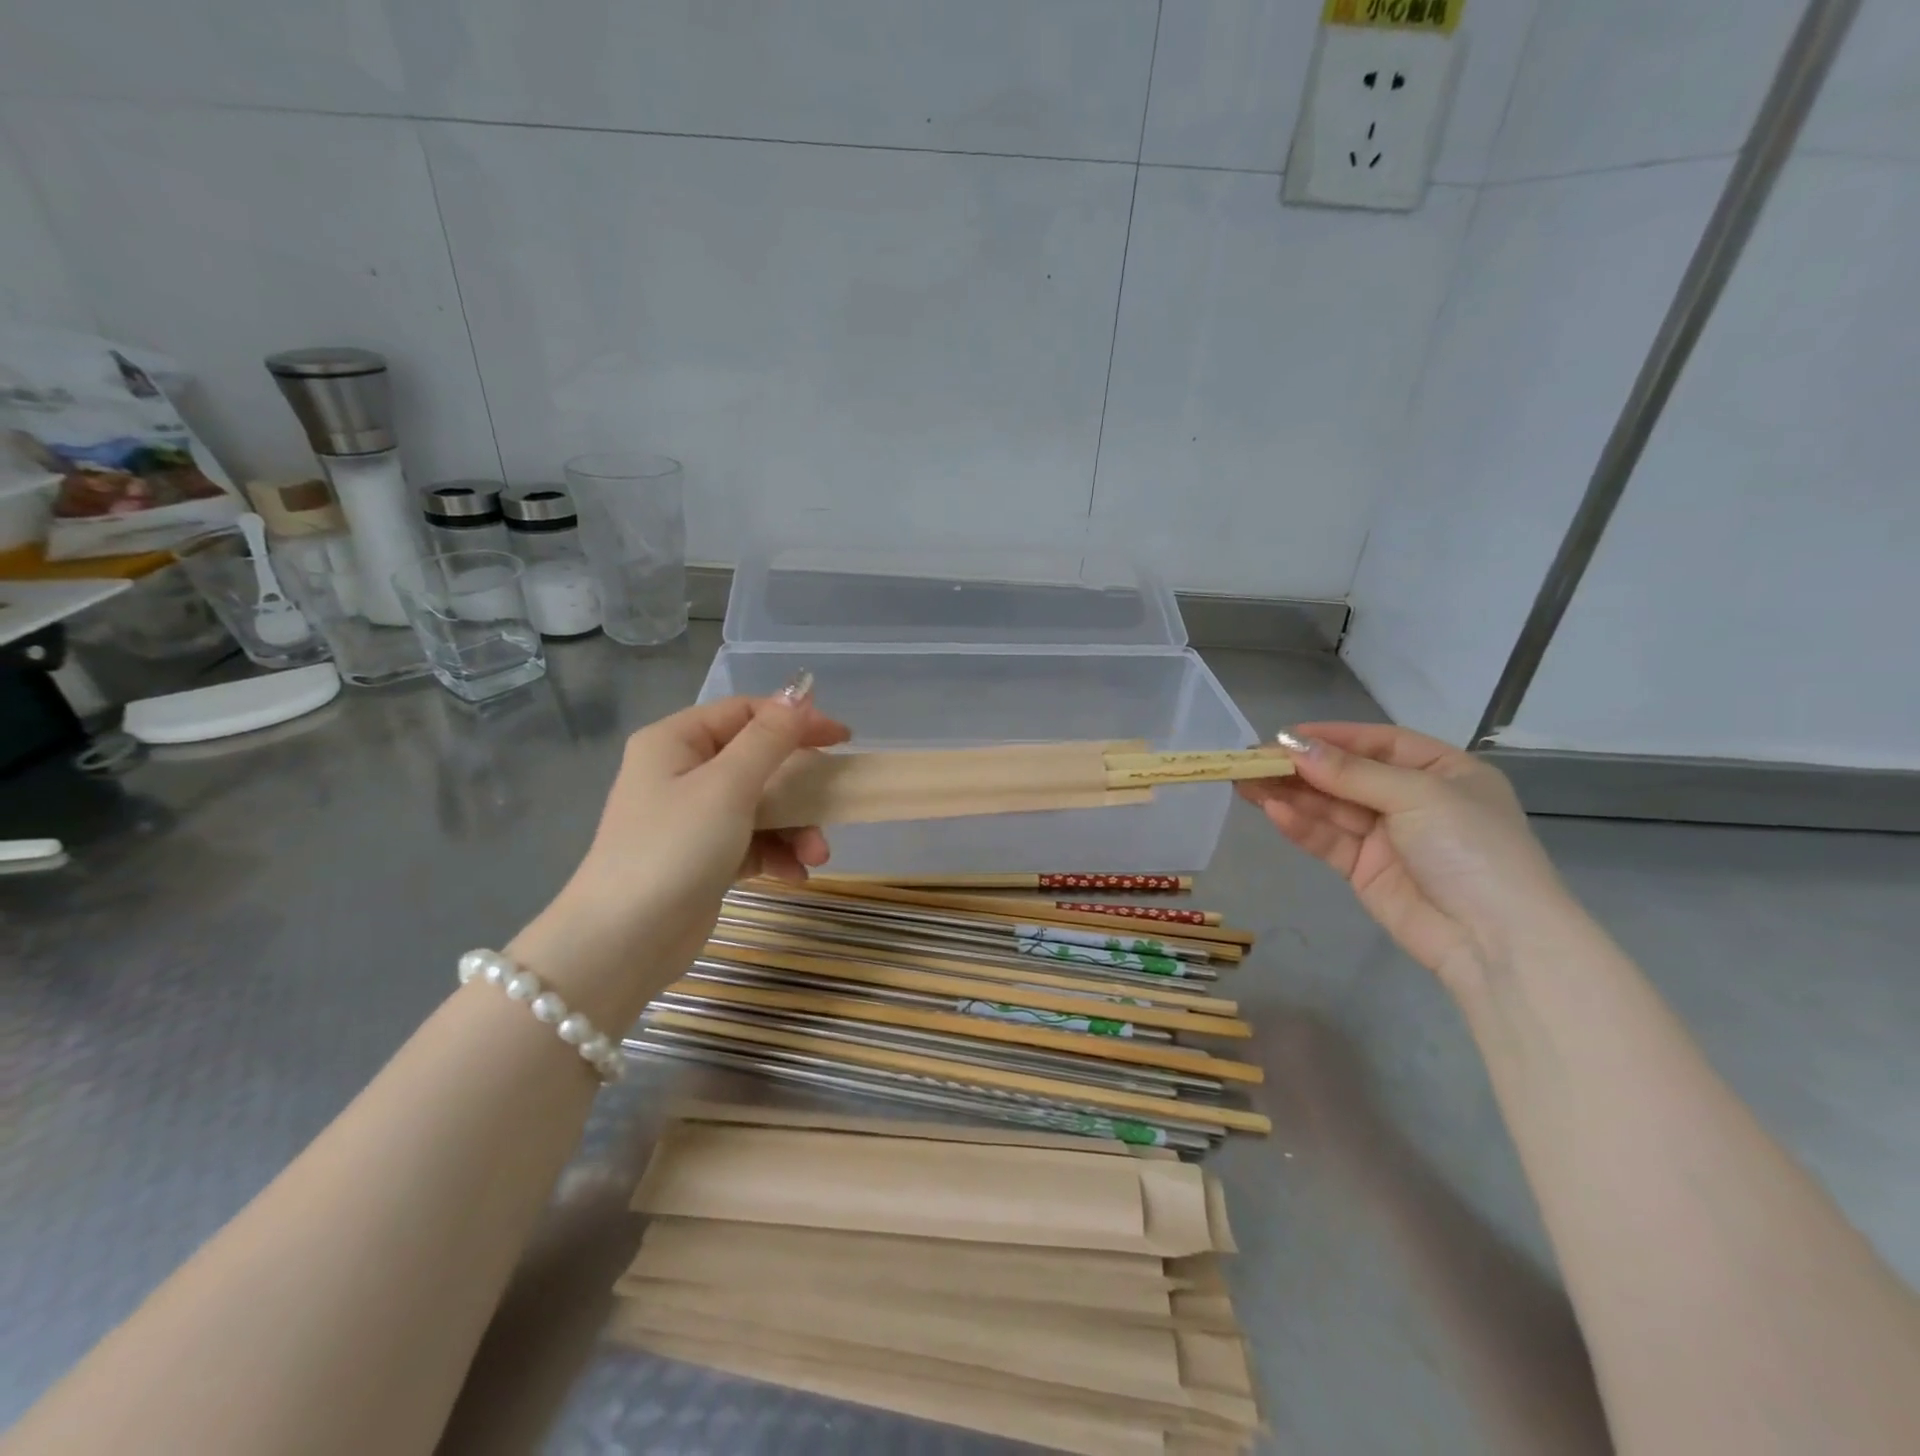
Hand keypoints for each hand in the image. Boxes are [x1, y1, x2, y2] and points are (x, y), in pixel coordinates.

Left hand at [509, 676, 850, 1025]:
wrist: (623, 942)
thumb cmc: (674, 848)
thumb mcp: (728, 786)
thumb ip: (769, 738)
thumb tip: (798, 692)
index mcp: (676, 741)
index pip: (746, 713)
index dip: (796, 720)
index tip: (842, 739)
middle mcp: (681, 772)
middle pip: (757, 761)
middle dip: (799, 787)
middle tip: (833, 802)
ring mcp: (691, 818)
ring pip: (760, 806)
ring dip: (795, 827)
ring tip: (817, 856)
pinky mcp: (703, 857)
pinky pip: (751, 841)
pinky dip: (777, 854)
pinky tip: (796, 875)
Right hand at [1238, 723, 1577, 995]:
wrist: (1495, 941)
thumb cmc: (1471, 849)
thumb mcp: (1418, 796)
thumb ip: (1350, 773)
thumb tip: (1292, 745)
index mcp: (1442, 772)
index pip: (1378, 743)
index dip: (1331, 737)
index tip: (1284, 735)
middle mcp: (1413, 799)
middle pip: (1346, 775)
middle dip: (1301, 768)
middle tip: (1251, 760)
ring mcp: (1387, 836)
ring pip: (1330, 807)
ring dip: (1290, 794)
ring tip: (1246, 782)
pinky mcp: (1364, 870)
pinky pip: (1328, 840)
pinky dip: (1301, 826)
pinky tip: (1272, 811)